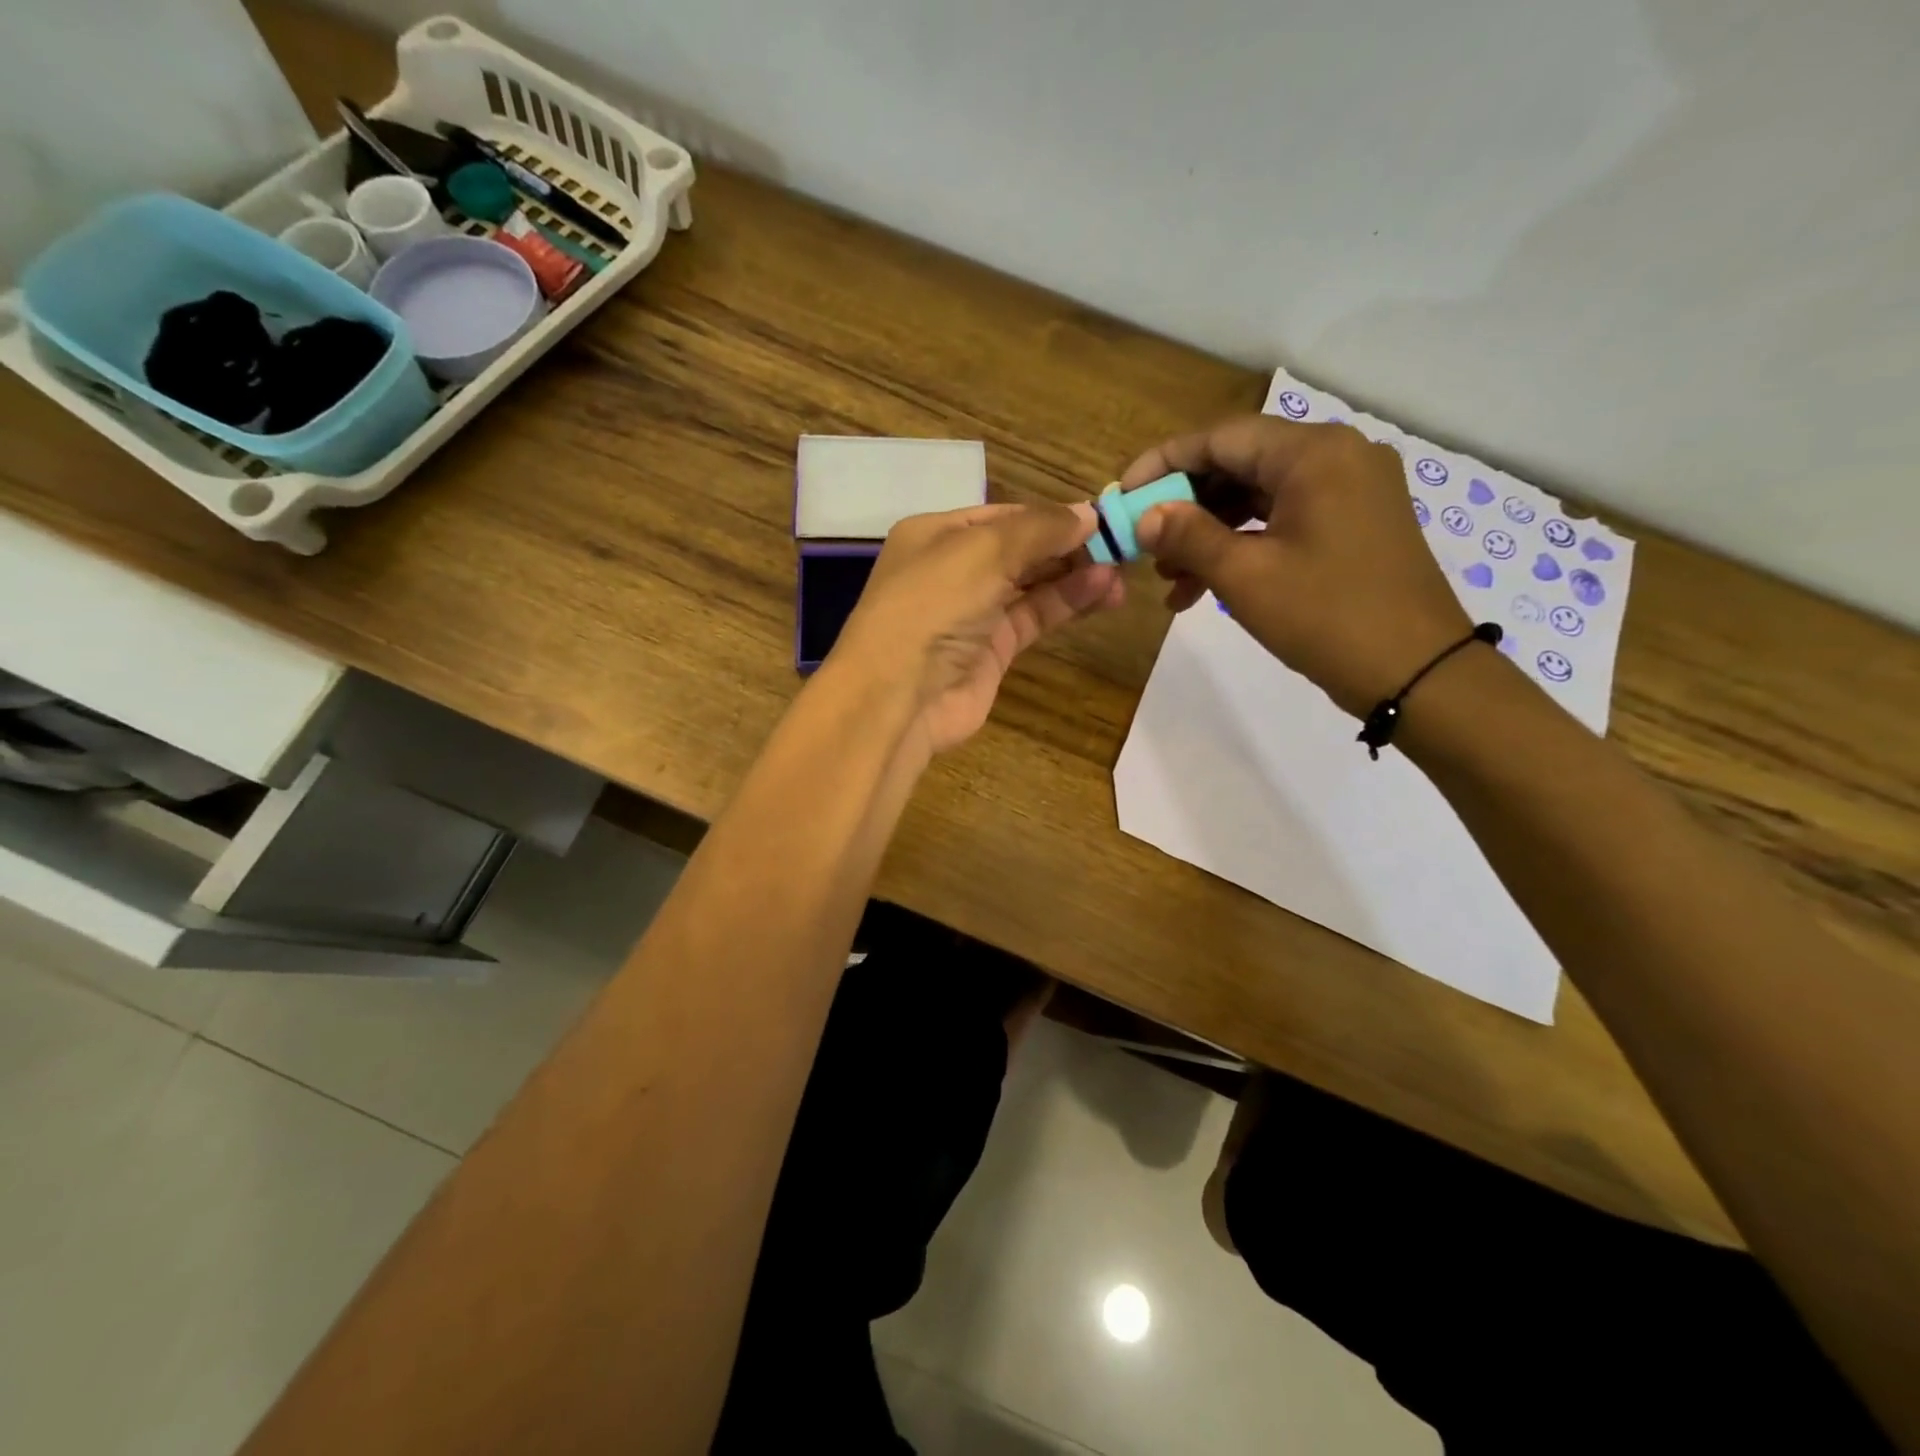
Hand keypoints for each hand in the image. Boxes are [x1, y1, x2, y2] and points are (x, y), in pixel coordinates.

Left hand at [827, 502, 1124, 755]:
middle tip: (1121, 546)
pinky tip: (1100, 592)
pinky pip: (1034, 617)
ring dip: (1074, 575)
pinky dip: (1065, 604)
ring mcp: (972, 613)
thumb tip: (1088, 514)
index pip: (1004, 515)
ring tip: (1120, 572)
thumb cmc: (932, 606)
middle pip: (1020, 549)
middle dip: (1067, 546)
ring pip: (1031, 584)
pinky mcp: (991, 651)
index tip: (1101, 517)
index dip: (1051, 515)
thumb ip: (1039, 529)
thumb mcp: (983, 551)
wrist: (899, 697)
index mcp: (936, 534)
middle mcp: (952, 570)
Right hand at [1126, 415, 1472, 717]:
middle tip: (1144, 546)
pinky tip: (1207, 587)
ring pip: (1259, 497)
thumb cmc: (1327, 617)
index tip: (1123, 496)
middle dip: (1186, 508)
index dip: (1164, 464)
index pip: (1221, 438)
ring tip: (1169, 582)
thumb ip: (1188, 537)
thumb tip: (1145, 516)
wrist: (1418, 673)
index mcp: (1314, 454)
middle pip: (1240, 465)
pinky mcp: (1355, 524)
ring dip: (1210, 535)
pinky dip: (1244, 547)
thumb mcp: (1245, 576)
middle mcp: (1337, 456)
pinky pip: (1284, 520)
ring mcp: (1351, 491)